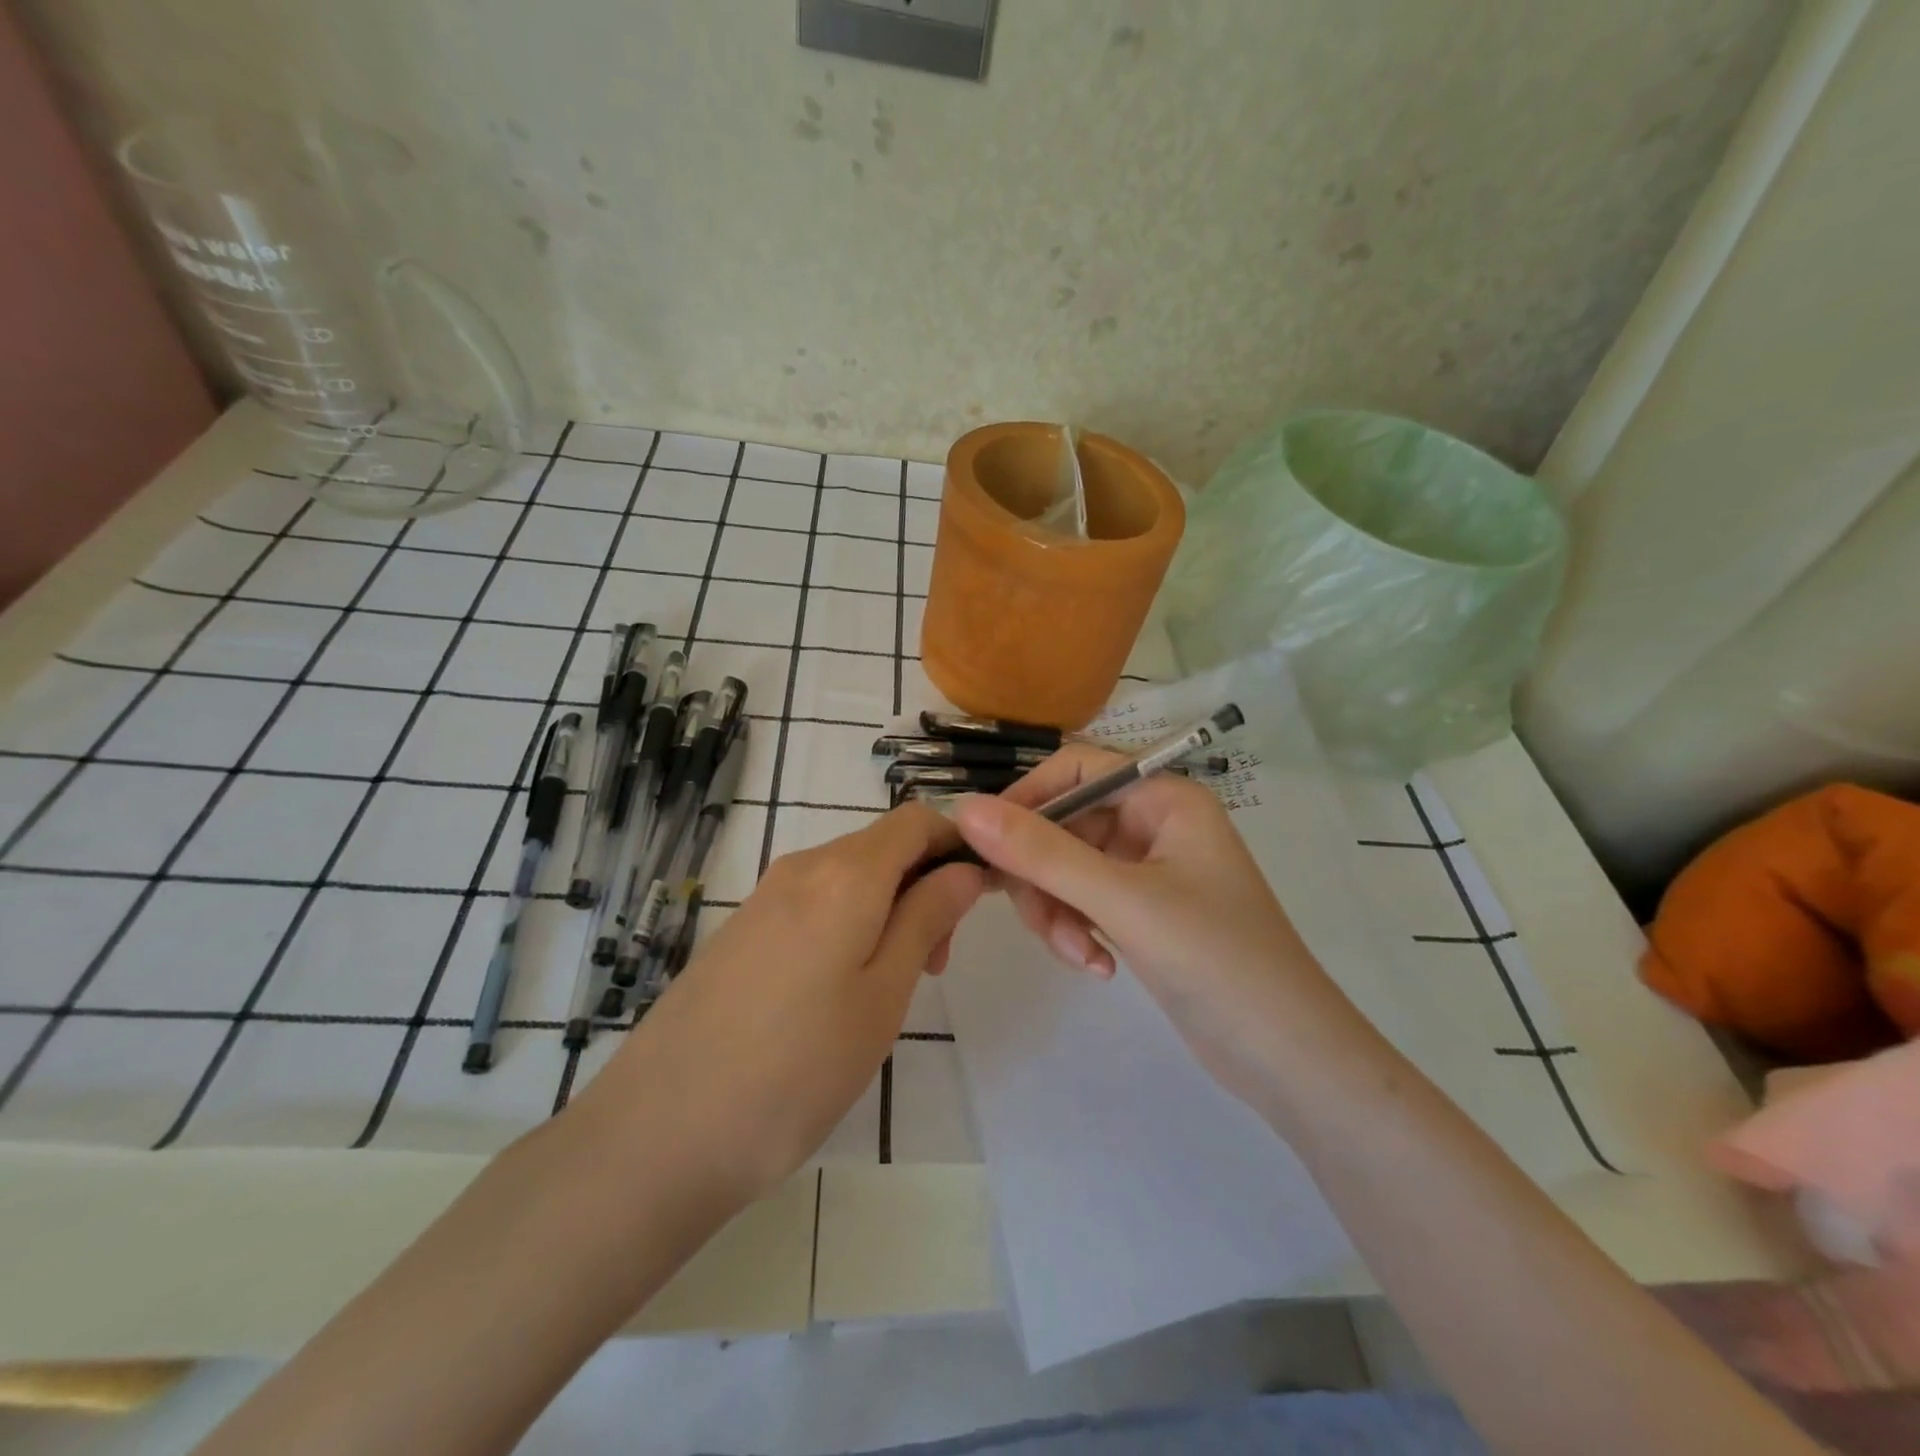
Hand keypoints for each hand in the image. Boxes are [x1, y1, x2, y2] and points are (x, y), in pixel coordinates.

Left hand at [576, 805, 985, 1201]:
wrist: (659, 1132)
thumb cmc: (796, 1068)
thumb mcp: (883, 995)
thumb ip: (927, 918)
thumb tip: (965, 869)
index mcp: (845, 874)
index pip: (916, 820)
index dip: (957, 844)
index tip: (980, 898)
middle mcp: (802, 868)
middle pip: (884, 847)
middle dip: (925, 885)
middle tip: (936, 964)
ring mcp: (765, 897)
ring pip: (851, 877)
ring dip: (889, 909)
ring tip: (892, 987)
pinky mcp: (742, 929)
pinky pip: (814, 903)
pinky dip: (849, 924)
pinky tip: (840, 992)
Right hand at [951, 746, 1361, 1117]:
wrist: (1288, 1056)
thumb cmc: (1216, 959)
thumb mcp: (1121, 900)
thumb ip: (1041, 853)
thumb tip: (965, 808)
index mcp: (1164, 797)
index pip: (1075, 769)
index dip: (1026, 799)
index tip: (987, 845)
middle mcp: (1155, 822)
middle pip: (1065, 824)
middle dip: (1044, 875)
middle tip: (1037, 922)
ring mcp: (1149, 869)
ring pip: (1068, 868)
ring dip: (1059, 910)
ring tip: (1080, 956)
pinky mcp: (1144, 911)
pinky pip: (1085, 901)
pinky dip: (1078, 930)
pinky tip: (1097, 967)